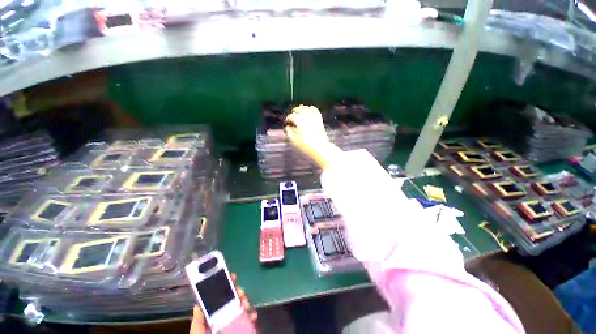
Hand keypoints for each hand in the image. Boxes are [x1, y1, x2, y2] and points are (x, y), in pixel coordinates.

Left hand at [190, 273, 257, 333]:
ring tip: (245, 305)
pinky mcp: (245, 329)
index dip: (226, 285)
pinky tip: (252, 316)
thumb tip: (197, 304)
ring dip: (246, 302)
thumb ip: (198, 321)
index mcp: (214, 316)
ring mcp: (236, 323)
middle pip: (234, 299)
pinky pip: (250, 319)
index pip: (220, 298)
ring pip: (243, 306)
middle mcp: (226, 317)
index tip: (232, 276)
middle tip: (240, 292)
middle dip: (238, 292)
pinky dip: (253, 316)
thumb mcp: (198, 333)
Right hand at [284, 105, 340, 169]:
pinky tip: (310, 109)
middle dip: (294, 112)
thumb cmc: (305, 145)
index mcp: (299, 120)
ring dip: (301, 109)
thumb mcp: (294, 140)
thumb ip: (289, 132)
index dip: (287, 119)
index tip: (286, 123)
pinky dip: (311, 108)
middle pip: (298, 110)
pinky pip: (315, 110)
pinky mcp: (319, 119)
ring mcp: (314, 117)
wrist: (320, 147)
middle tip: (291, 117)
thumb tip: (288, 126)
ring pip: (306, 108)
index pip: (291, 116)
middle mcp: (306, 116)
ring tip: (299, 111)